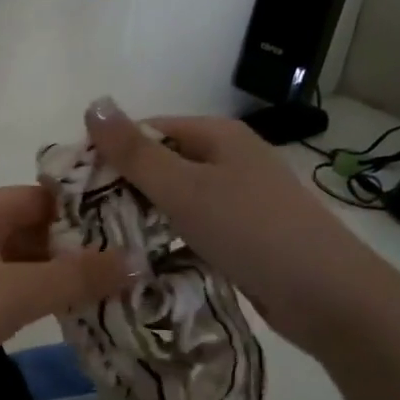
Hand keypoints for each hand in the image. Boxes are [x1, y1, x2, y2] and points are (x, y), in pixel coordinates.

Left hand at [0, 186, 140, 399]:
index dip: (89, 212)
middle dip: (76, 250)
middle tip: (128, 271)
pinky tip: (55, 316)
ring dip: (53, 276)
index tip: (132, 233)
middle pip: (33, 228)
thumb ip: (78, 278)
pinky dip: (27, 296)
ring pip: (16, 260)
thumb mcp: (18, 293)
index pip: (47, 196)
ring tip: (105, 295)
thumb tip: (136, 261)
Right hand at [84, 96, 399, 357]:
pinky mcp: (244, 234)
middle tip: (82, 221)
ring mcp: (240, 198)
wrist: (328, 295)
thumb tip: (93, 103)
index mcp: (217, 135)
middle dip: (122, 188)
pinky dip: (169, 240)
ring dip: (143, 217)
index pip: (147, 130)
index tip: (71, 188)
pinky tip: (144, 261)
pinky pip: (193, 228)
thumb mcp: (184, 188)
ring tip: (103, 242)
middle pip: (161, 164)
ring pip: (175, 199)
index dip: (108, 152)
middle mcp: (229, 159)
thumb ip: (135, 152)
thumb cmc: (251, 231)